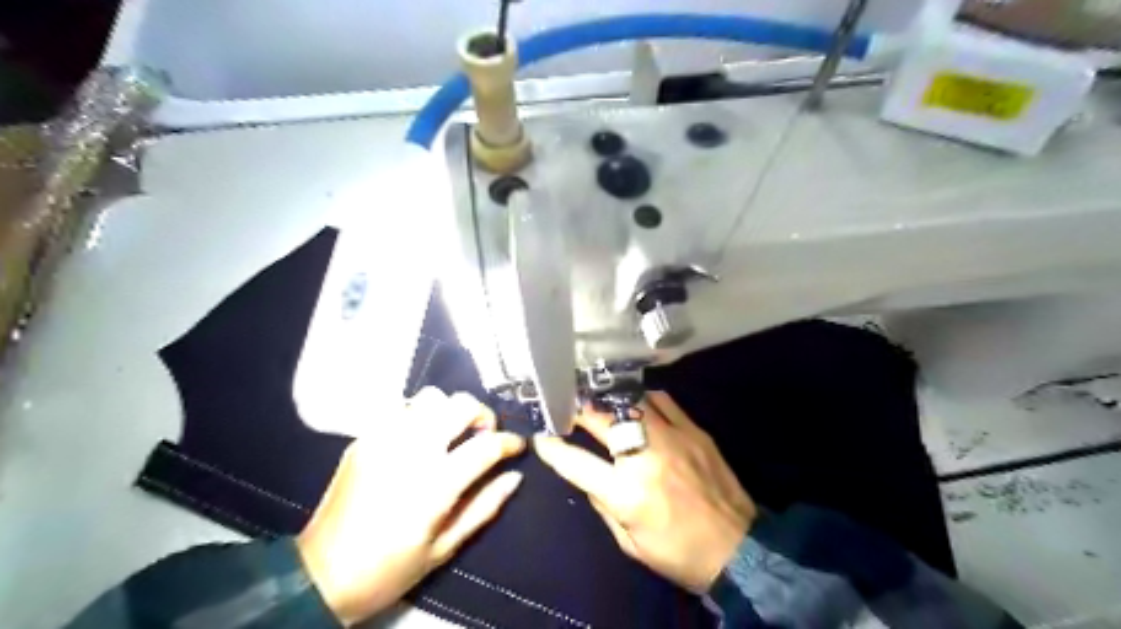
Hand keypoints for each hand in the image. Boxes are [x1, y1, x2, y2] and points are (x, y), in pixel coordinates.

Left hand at [297, 388, 525, 624]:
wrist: (320, 575)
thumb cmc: (390, 569)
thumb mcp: (445, 548)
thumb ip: (485, 506)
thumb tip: (514, 476)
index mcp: (435, 484)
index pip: (487, 445)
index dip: (510, 442)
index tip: (517, 447)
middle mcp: (411, 450)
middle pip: (461, 405)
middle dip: (483, 415)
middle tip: (483, 436)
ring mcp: (384, 439)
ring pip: (431, 397)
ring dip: (450, 411)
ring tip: (450, 434)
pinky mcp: (364, 438)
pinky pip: (402, 409)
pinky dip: (420, 416)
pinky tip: (419, 440)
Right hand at [530, 394, 752, 594]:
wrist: (739, 549)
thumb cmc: (679, 553)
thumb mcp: (629, 543)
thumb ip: (603, 505)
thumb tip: (587, 476)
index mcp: (627, 494)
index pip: (577, 463)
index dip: (553, 449)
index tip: (543, 438)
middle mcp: (646, 458)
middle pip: (601, 421)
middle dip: (579, 411)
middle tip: (569, 409)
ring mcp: (673, 438)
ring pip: (631, 402)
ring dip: (610, 401)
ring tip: (600, 403)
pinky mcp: (694, 431)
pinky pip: (663, 401)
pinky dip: (644, 399)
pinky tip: (637, 404)